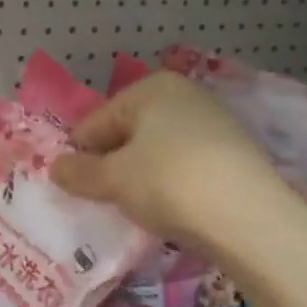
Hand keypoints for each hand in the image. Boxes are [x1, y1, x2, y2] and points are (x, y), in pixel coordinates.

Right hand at [49, 72, 296, 257]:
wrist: (250, 218)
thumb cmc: (169, 183)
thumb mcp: (113, 180)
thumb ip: (79, 172)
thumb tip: (55, 168)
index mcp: (151, 88)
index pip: (96, 121)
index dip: (79, 154)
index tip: (72, 187)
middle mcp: (185, 95)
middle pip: (129, 132)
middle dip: (111, 164)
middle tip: (102, 200)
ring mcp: (215, 123)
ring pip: (158, 150)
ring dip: (140, 176)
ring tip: (135, 209)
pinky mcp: (236, 154)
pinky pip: (186, 166)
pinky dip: (171, 185)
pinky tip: (170, 210)